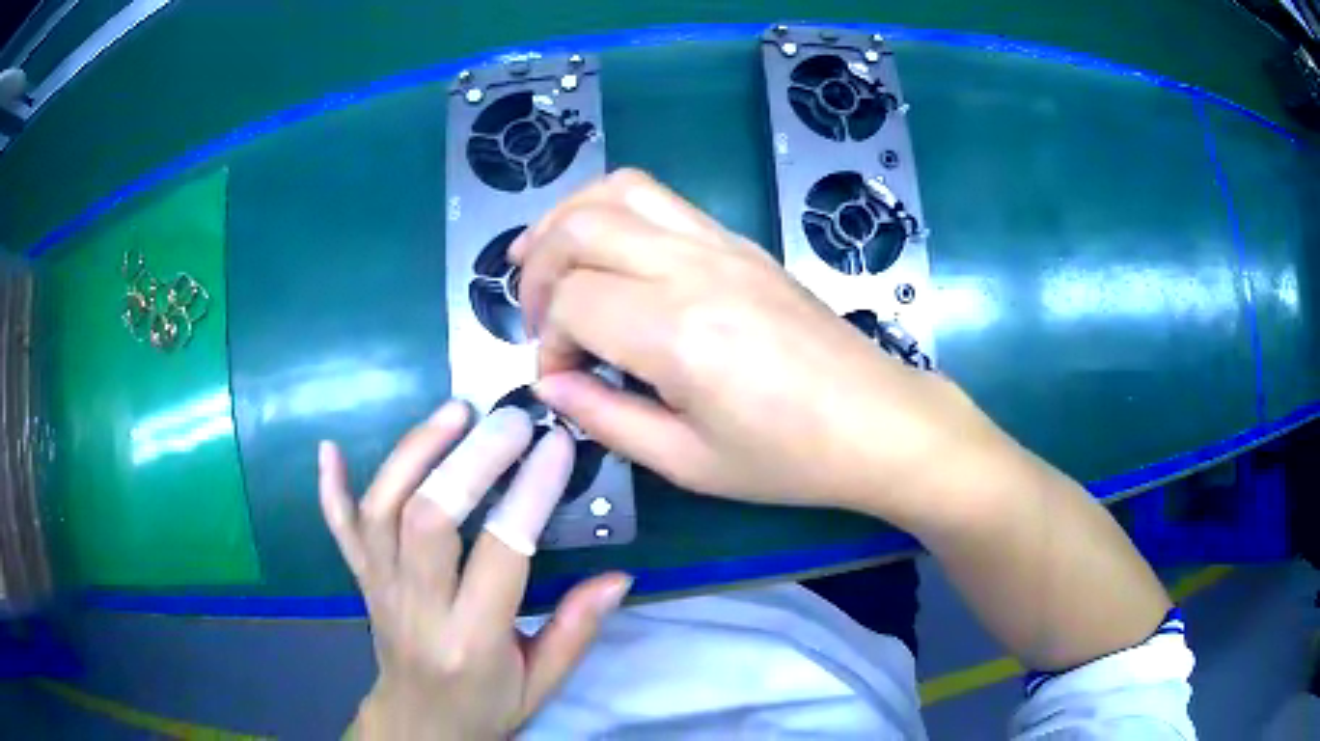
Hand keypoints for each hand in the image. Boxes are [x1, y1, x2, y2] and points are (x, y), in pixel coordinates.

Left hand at [318, 403, 631, 738]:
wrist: (419, 723)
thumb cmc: (486, 705)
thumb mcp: (544, 684)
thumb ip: (577, 629)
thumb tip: (618, 575)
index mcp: (473, 639)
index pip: (502, 553)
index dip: (531, 493)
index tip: (556, 445)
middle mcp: (418, 607)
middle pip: (429, 519)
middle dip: (471, 459)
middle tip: (509, 421)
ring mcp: (380, 588)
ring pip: (382, 509)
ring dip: (414, 453)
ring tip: (454, 413)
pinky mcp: (361, 579)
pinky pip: (339, 530)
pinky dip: (332, 489)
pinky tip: (330, 449)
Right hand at [511, 169, 1012, 517]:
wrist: (877, 422)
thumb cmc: (789, 458)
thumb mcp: (688, 462)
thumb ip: (606, 419)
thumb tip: (552, 384)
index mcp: (677, 331)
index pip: (572, 302)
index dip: (547, 340)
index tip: (562, 378)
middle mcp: (693, 268)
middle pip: (580, 227)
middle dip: (538, 265)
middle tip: (535, 315)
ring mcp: (721, 244)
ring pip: (618, 190)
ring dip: (567, 218)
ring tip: (545, 257)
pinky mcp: (741, 241)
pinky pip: (660, 197)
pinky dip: (612, 210)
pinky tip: (608, 251)